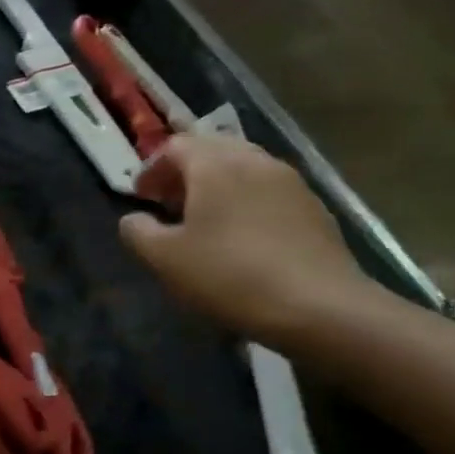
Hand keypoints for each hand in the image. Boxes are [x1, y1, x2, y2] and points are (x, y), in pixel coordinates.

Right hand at [119, 134, 374, 346]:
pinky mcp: (315, 209)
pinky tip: (242, 238)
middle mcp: (255, 161)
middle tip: (170, 204)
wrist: (320, 308)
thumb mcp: (164, 258)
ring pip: (244, 169)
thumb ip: (137, 231)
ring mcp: (291, 183)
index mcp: (215, 165)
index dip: (152, 168)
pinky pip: (269, 192)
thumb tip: (134, 219)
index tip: (141, 197)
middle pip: (213, 150)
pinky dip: (247, 202)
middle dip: (186, 172)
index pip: (175, 145)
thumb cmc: (229, 275)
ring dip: (218, 186)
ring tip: (205, 221)